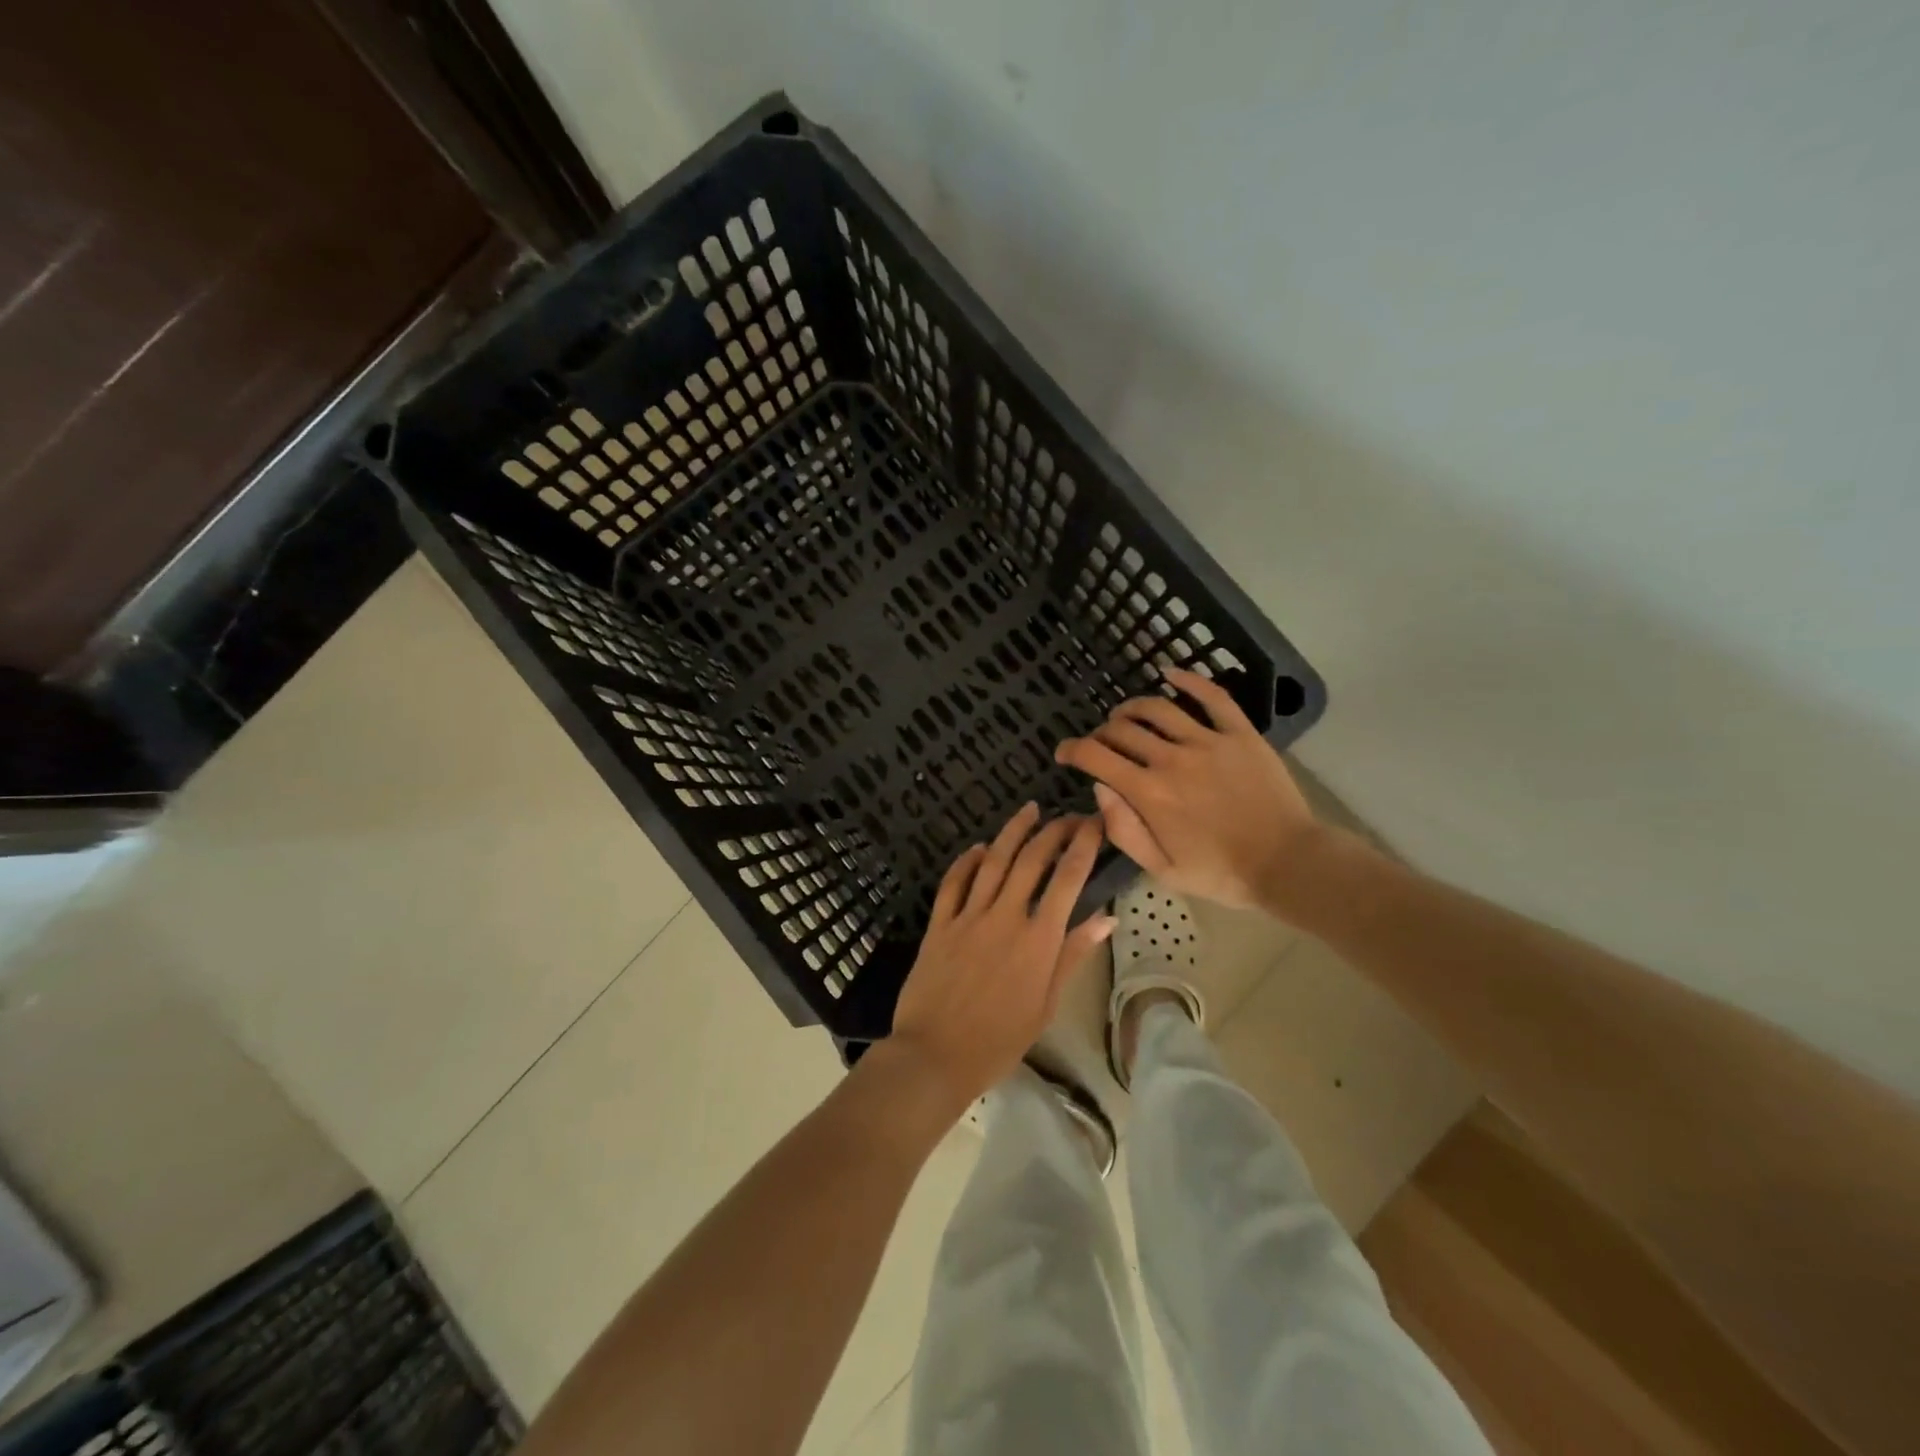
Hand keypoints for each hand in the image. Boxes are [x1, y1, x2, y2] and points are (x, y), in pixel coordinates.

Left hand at [889, 805, 1114, 1112]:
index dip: (1084, 844)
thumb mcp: (1047, 1004)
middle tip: (1068, 816)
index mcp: (1039, 939)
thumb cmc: (999, 1040)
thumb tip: (1107, 918)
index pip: (1068, 878)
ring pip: (994, 860)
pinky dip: (968, 860)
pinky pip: (954, 882)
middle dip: (1054, 830)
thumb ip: (1073, 955)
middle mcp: (1005, 916)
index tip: (1094, 823)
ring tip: (1028, 810)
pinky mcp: (939, 923)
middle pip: (1033, 859)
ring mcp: (969, 916)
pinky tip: (979, 848)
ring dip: (1013, 831)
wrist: (936, 1055)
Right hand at [1055, 666, 1322, 911]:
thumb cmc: (1221, 874)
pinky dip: (1188, 680)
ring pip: (1158, 709)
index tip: (1063, 752)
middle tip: (1100, 744)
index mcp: (1149, 793)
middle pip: (1123, 730)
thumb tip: (1099, 789)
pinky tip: (1170, 673)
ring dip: (1133, 708)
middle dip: (1101, 734)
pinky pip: (1212, 697)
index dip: (1071, 750)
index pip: (1096, 757)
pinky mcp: (1240, 734)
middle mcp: (1172, 759)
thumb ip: (1124, 830)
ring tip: (1125, 715)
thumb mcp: (1161, 869)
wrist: (1287, 864)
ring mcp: (1208, 742)